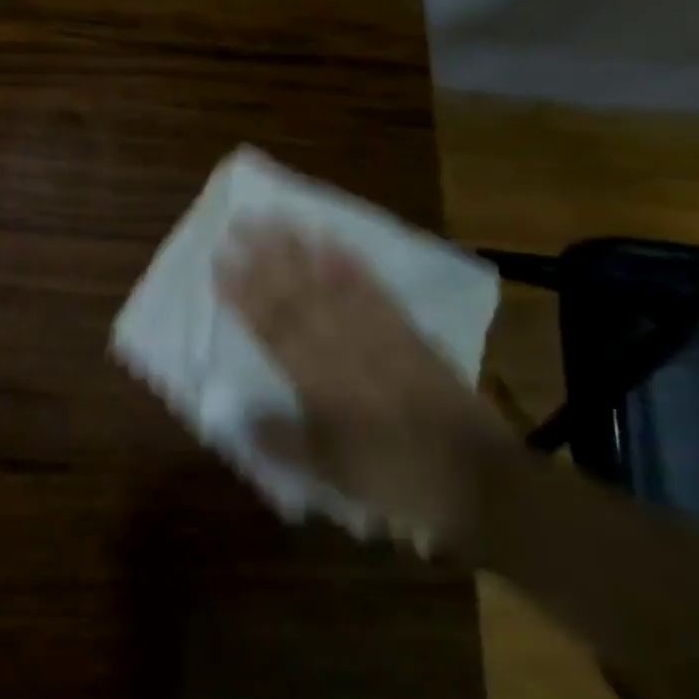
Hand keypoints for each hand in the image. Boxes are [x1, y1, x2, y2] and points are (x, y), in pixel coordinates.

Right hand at [215, 223, 514, 550]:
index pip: (271, 325)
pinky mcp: (405, 330)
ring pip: (330, 283)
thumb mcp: (331, 470)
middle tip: (241, 222)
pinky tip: (333, 241)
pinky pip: (373, 289)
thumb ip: (281, 440)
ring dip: (301, 249)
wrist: (478, 480)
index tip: (220, 260)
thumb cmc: (395, 476)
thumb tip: (235, 415)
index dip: (243, 292)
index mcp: (318, 378)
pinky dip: (351, 263)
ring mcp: (376, 332)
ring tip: (278, 218)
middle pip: (297, 293)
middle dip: (265, 257)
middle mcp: (343, 345)